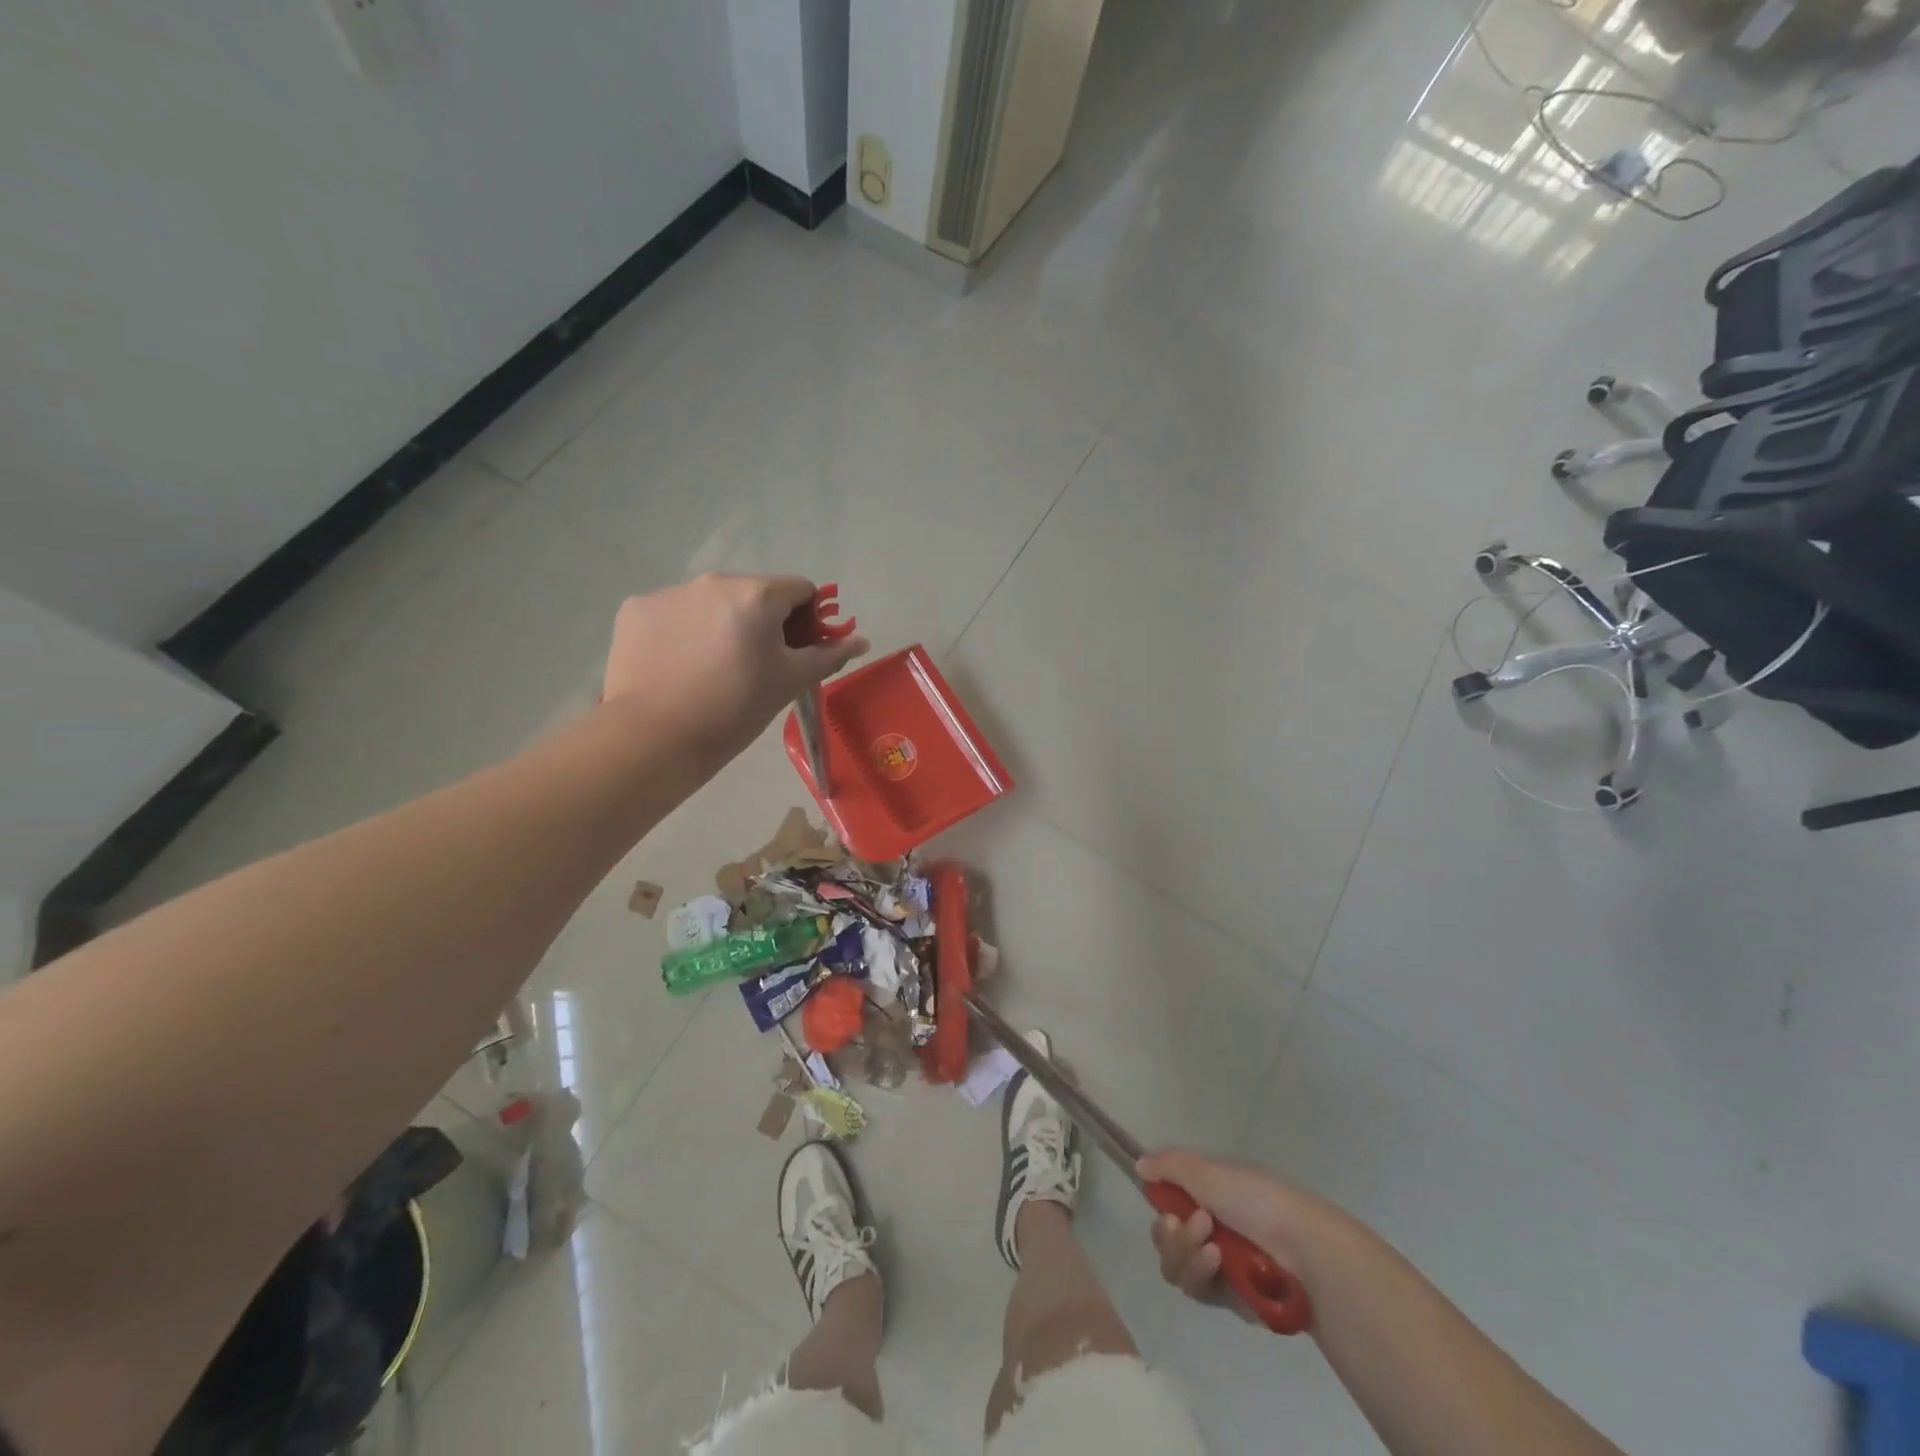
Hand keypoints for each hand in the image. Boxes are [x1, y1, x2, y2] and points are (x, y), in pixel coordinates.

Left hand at [601, 575, 868, 759]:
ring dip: (723, 624)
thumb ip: (828, 655)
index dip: (807, 619)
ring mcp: (670, 592)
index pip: (800, 589)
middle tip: (757, 666)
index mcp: (757, 594)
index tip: (796, 652)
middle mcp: (713, 581)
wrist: (655, 737)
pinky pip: (674, 612)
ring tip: (713, 670)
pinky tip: (679, 667)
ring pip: (712, 602)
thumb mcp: (790, 682)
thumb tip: (862, 640)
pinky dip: (683, 632)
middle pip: (754, 593)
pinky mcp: (636, 609)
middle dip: (764, 622)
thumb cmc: (735, 709)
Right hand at [1139, 1149, 1324, 1321]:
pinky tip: (1218, 1265)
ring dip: (1186, 1253)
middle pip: (1165, 1236)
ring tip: (1212, 1248)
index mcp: (1209, 1193)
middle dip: (1171, 1234)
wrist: (1302, 1251)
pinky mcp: (1228, 1298)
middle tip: (1193, 1225)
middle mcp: (1210, 1226)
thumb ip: (1168, 1165)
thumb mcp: (1207, 1170)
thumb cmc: (1254, 1199)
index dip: (1160, 1203)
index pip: (1168, 1199)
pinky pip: (1195, 1289)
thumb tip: (1139, 1165)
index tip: (1164, 1202)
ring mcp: (1219, 1263)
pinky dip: (1201, 1274)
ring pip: (1175, 1265)